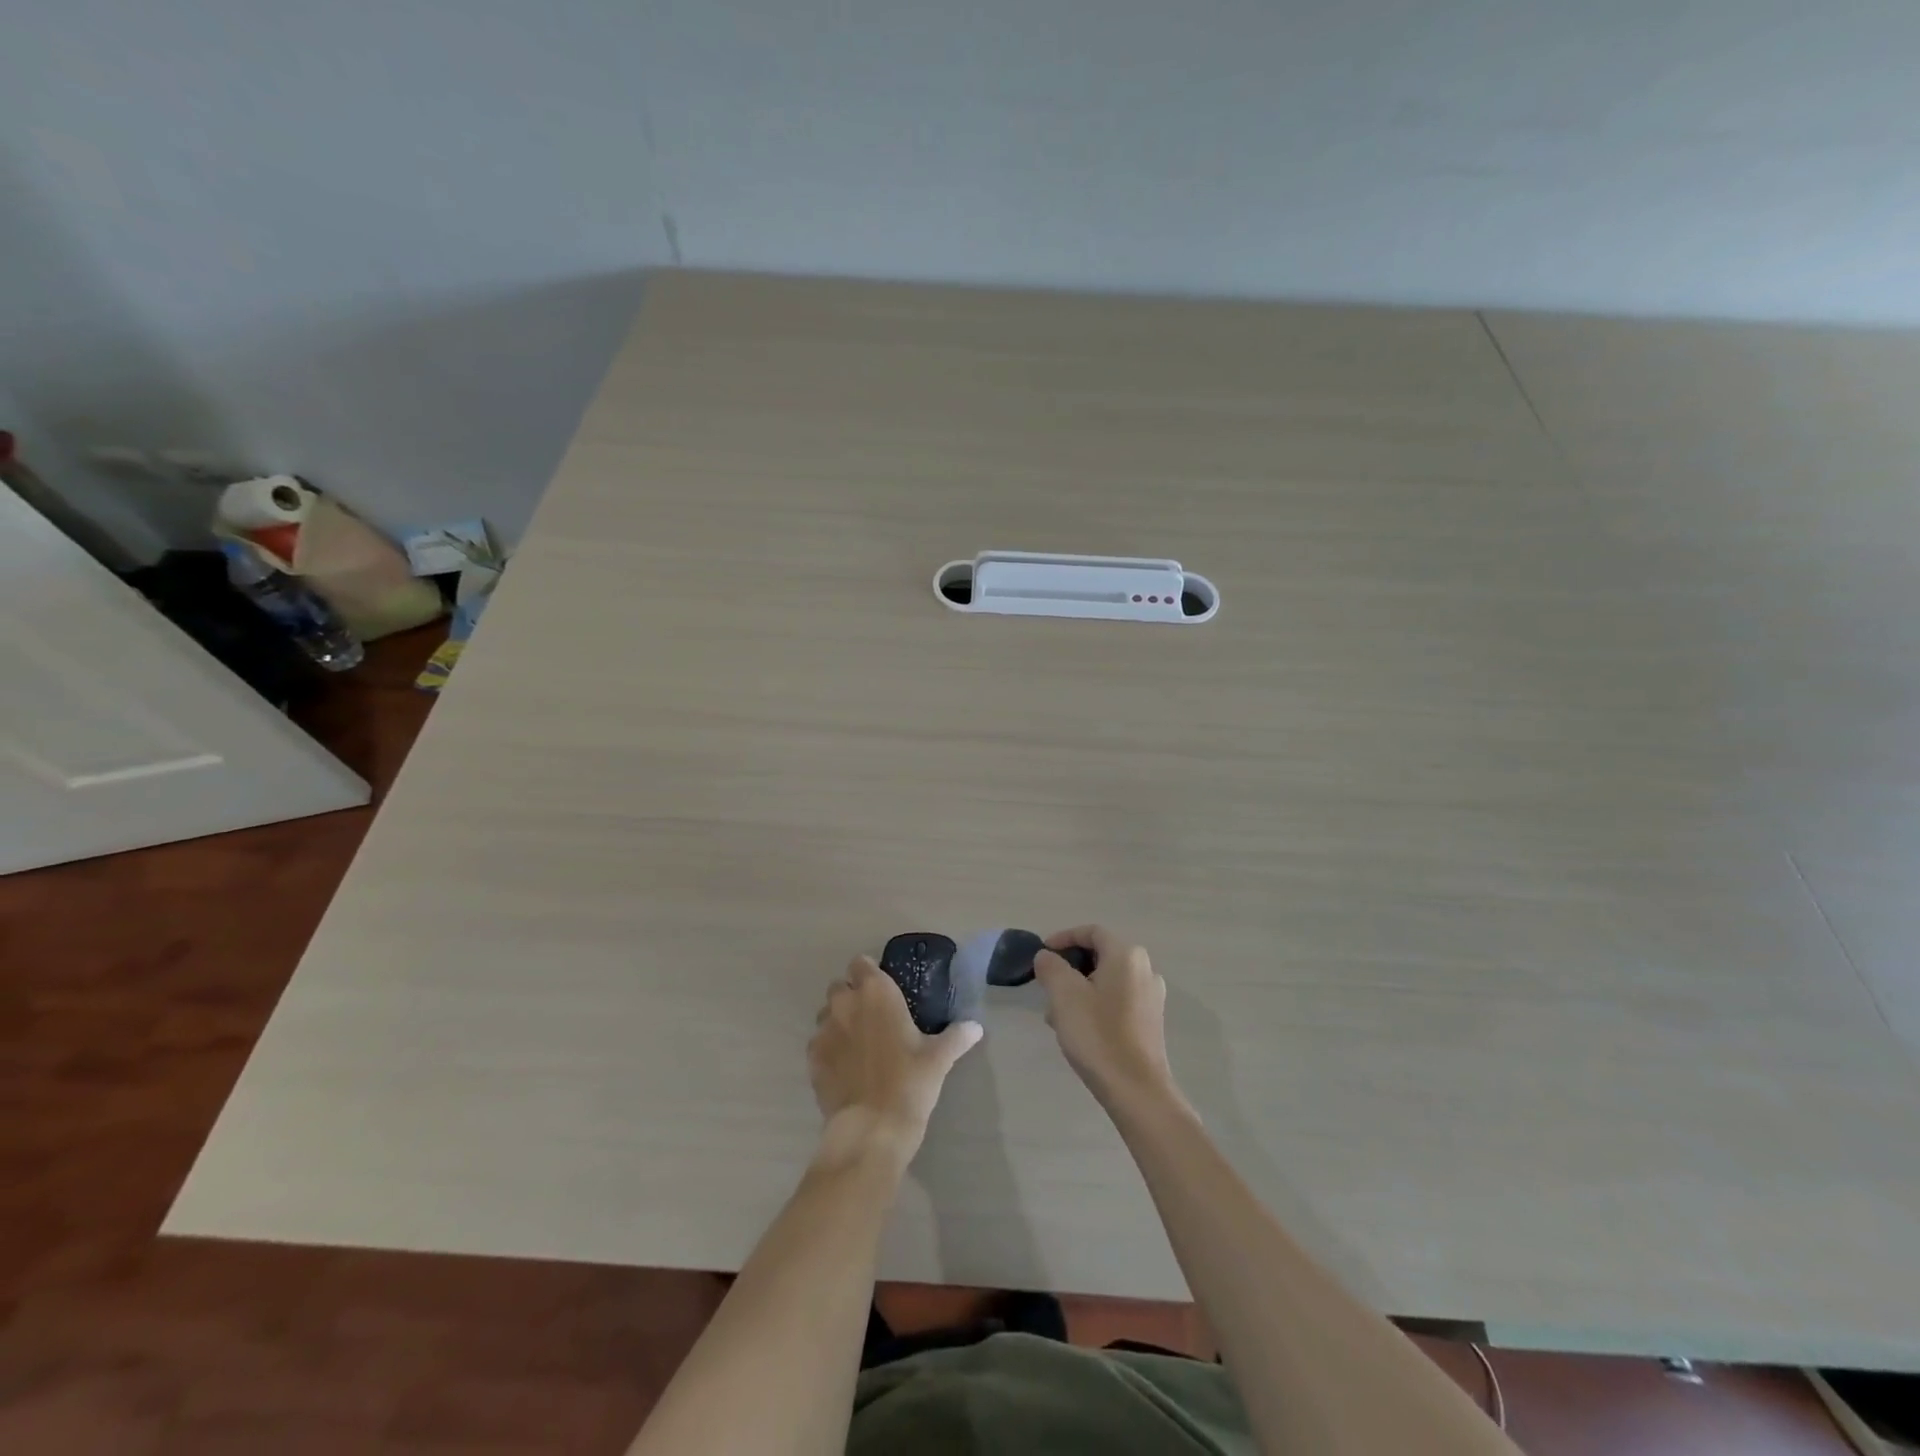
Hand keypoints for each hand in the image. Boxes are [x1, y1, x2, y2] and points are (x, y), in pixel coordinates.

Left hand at [809, 956, 981, 1163]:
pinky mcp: (811, 1058)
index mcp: (876, 992)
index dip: (870, 973)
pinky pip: (818, 1043)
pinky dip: (829, 1049)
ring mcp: (823, 1030)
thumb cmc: (910, 1082)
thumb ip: (956, 1036)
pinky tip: (845, 1068)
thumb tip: (975, 1027)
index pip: (861, 963)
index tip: (884, 989)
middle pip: (839, 986)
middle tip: (873, 1017)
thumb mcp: (939, 1058)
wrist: (872, 1128)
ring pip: (826, 1014)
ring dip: (838, 1021)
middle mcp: (845, 1003)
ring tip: (858, 1044)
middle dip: (852, 996)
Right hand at [1033, 926, 1181, 1110]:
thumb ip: (1051, 967)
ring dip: (1080, 989)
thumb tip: (1047, 956)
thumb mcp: (1064, 995)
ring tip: (1057, 1015)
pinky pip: (1118, 1000)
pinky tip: (1079, 1029)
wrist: (1137, 1090)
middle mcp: (1145, 969)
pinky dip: (1096, 1004)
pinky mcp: (1151, 1021)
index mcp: (1126, 955)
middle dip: (1070, 968)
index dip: (1064, 938)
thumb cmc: (1098, 1035)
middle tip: (1047, 987)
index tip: (1042, 955)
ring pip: (1107, 980)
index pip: (1092, 932)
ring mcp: (1151, 996)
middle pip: (1100, 956)